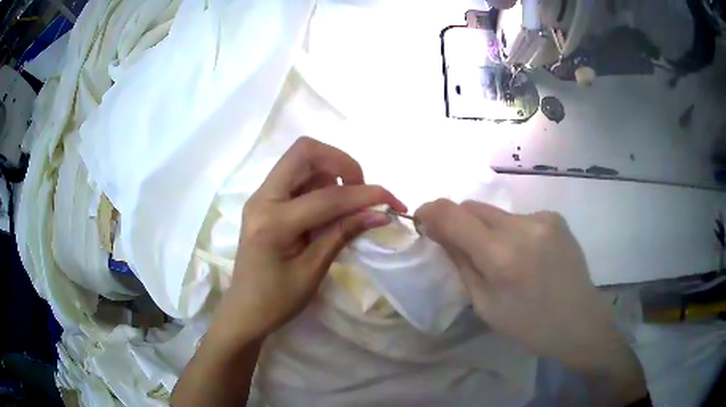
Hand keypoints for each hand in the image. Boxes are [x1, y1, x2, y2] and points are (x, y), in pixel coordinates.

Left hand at [224, 137, 405, 339]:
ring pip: (300, 159)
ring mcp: (261, 196)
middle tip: (361, 188)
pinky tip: (329, 206)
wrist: (245, 310)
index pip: (327, 197)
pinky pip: (296, 175)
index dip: (365, 196)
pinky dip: (319, 180)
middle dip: (341, 162)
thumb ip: (343, 234)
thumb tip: (379, 213)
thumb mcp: (313, 271)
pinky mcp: (265, 200)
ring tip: (347, 201)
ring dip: (331, 169)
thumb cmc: (277, 301)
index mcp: (273, 222)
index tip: (392, 201)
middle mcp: (262, 198)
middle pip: (304, 152)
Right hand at [415, 199, 646, 404]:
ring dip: (486, 229)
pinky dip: (510, 231)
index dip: (431, 211)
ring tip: (500, 257)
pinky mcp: (554, 217)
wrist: (579, 321)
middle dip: (458, 222)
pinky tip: (524, 254)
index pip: (454, 215)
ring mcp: (543, 218)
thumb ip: (461, 263)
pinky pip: (518, 218)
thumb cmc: (528, 324)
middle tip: (458, 245)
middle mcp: (523, 227)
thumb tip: (439, 233)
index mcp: (502, 256)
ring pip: (496, 213)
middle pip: (473, 207)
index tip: (422, 220)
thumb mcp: (485, 304)